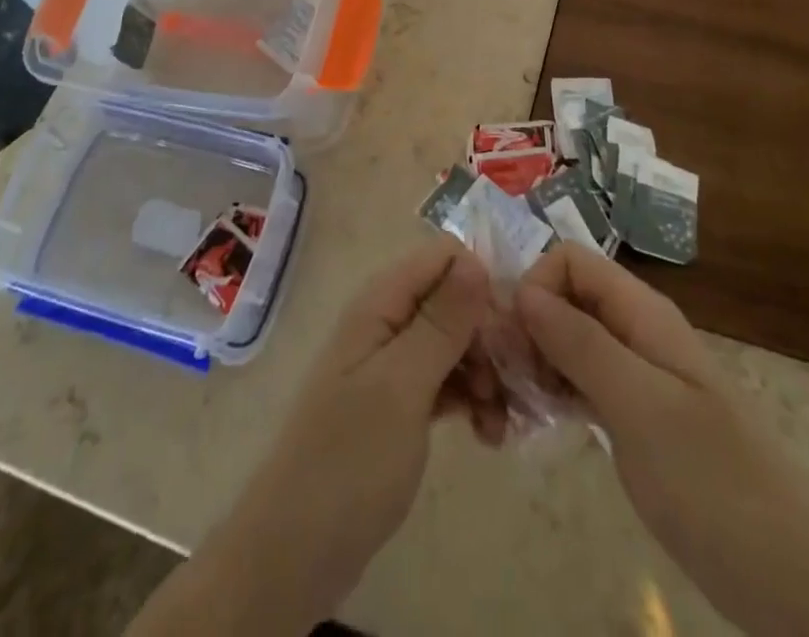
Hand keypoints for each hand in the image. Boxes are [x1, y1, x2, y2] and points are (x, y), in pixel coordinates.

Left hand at [132, 242, 499, 635]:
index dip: (481, 284)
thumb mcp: (402, 385)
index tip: (510, 333)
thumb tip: (475, 259)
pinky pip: (446, 380)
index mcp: (381, 302)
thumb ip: (440, 321)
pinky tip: (489, 434)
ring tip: (500, 420)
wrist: (296, 551)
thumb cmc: (350, 459)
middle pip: (453, 300)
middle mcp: (387, 321)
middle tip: (513, 385)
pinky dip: (471, 399)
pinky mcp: (400, 402)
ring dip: (486, 374)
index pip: (443, 257)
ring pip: (454, 343)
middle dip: (489, 337)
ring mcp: (392, 363)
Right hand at [517, 244, 808, 636]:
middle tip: (501, 383)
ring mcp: (634, 374)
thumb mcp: (640, 406)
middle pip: (563, 297)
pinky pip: (577, 382)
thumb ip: (580, 342)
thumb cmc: (712, 481)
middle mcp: (634, 330)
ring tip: (510, 408)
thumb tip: (522, 290)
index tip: (513, 341)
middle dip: (525, 327)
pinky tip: (532, 423)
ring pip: (566, 340)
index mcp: (641, 311)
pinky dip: (550, 392)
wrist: (788, 579)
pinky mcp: (631, 415)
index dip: (534, 286)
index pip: (569, 260)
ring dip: (532, 362)